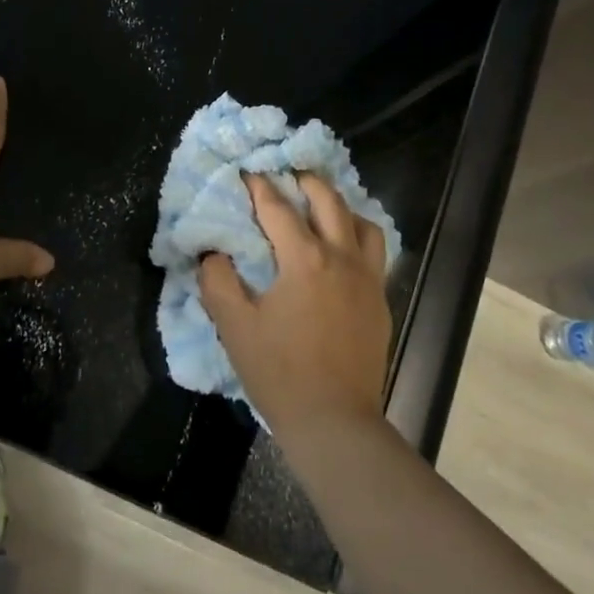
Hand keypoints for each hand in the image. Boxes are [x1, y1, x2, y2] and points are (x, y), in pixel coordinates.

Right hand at [198, 172, 390, 437]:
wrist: (335, 422)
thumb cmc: (279, 373)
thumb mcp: (234, 326)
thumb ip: (218, 281)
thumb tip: (214, 253)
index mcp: (305, 260)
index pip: (278, 208)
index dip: (259, 187)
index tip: (248, 171)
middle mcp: (342, 258)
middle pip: (329, 201)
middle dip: (306, 181)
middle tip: (288, 173)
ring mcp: (367, 279)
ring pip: (362, 223)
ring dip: (340, 206)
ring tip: (320, 208)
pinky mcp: (380, 301)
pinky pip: (374, 252)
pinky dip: (357, 237)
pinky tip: (342, 250)